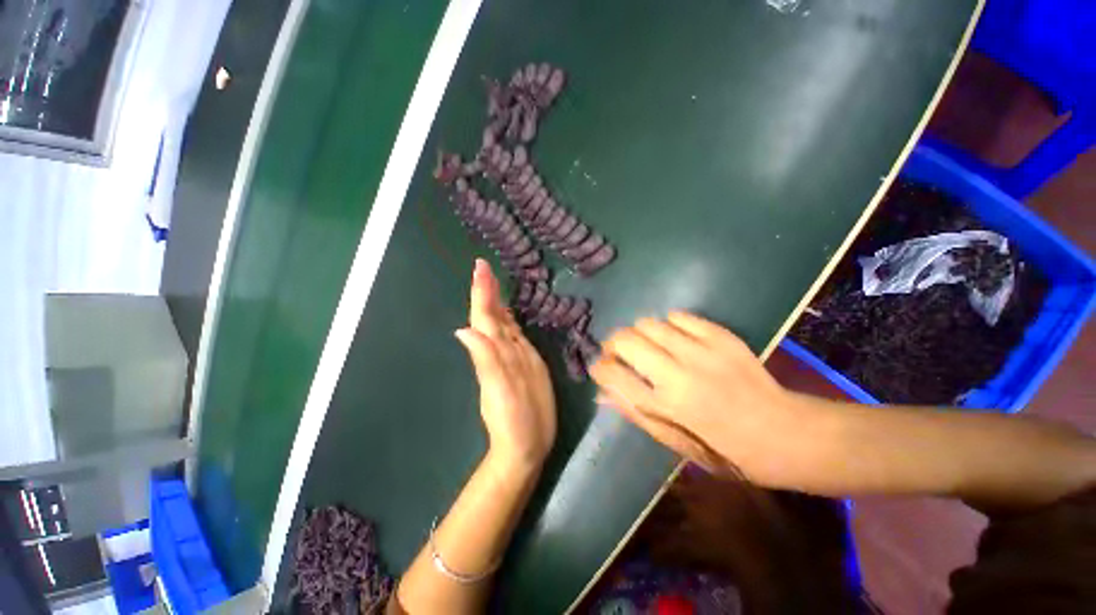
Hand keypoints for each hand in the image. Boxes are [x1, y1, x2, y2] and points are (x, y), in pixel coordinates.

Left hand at [455, 259, 555, 471]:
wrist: (527, 445)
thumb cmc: (514, 420)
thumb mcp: (499, 390)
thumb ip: (485, 361)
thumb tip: (464, 330)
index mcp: (498, 353)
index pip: (486, 317)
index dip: (482, 294)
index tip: (479, 269)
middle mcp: (506, 350)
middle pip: (492, 317)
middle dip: (486, 291)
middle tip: (483, 268)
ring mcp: (516, 357)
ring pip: (502, 325)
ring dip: (495, 303)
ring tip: (491, 284)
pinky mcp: (528, 365)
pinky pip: (515, 337)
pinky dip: (509, 322)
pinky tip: (508, 314)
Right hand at [590, 311, 830, 489]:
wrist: (782, 432)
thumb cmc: (722, 448)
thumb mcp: (672, 441)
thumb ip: (634, 412)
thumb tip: (602, 392)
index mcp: (664, 406)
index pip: (613, 374)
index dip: (599, 367)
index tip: (601, 366)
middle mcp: (678, 375)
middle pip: (625, 340)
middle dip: (613, 343)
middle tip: (618, 352)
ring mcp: (701, 351)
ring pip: (649, 323)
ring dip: (639, 333)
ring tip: (648, 345)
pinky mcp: (720, 336)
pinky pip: (678, 316)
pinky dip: (668, 324)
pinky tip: (674, 337)